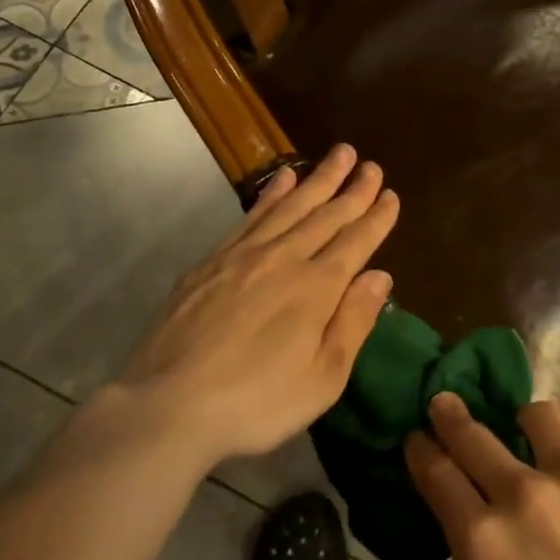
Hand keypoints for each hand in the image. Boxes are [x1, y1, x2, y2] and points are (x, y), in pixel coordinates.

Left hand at [74, 144, 398, 473]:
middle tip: (371, 164)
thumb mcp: (323, 378)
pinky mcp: (211, 261)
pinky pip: (250, 216)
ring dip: (317, 179)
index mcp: (317, 288)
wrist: (169, 405)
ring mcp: (243, 255)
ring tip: (338, 155)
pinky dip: (271, 194)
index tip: (391, 195)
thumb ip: (353, 322)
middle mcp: (284, 259)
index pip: (356, 242)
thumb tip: (380, 276)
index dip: (376, 218)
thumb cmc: (257, 402)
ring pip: (290, 206)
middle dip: (352, 189)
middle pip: (325, 215)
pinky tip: (282, 179)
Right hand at [406, 394, 559, 559]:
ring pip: (537, 416)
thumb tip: (489, 526)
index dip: (420, 449)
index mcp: (483, 543)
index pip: (436, 473)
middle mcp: (523, 497)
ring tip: (533, 440)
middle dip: (449, 415)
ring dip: (524, 425)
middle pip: (471, 434)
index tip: (416, 437)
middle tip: (446, 404)